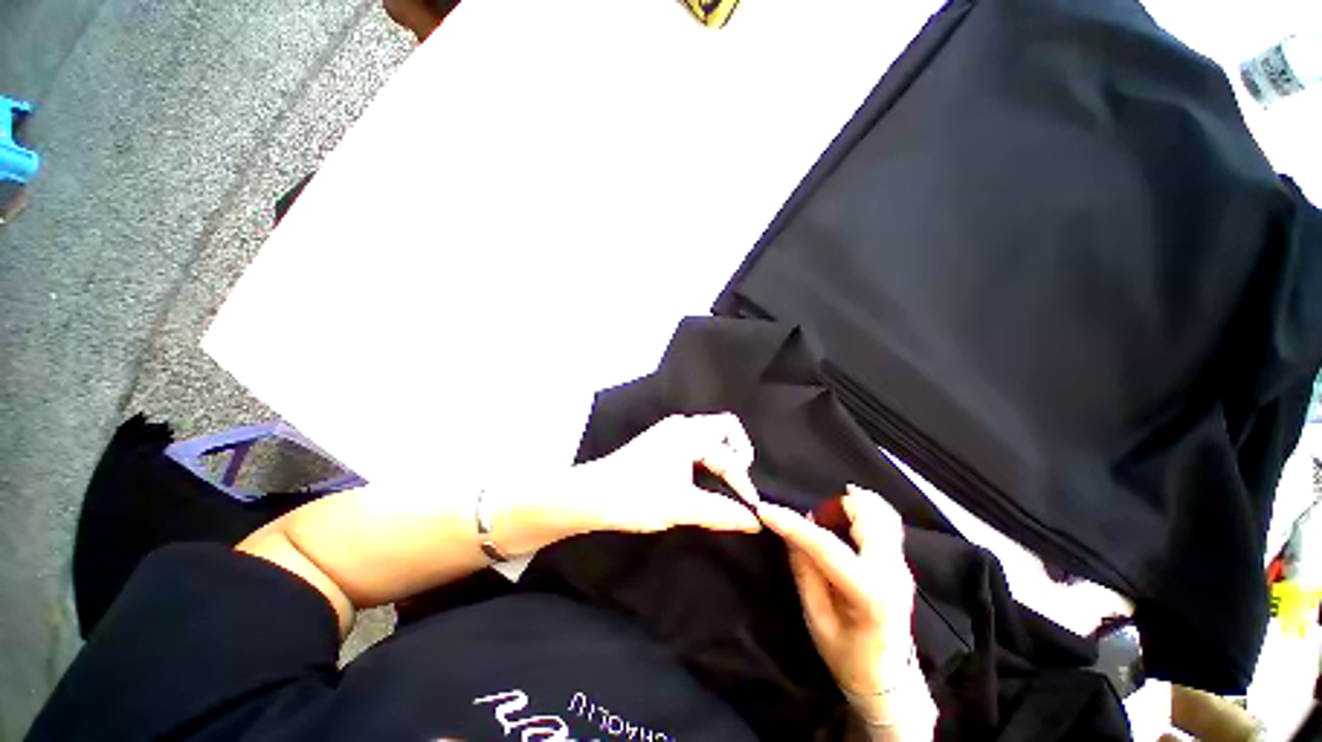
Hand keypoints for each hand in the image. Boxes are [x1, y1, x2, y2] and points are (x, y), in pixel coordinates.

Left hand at [564, 413, 762, 535]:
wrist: (592, 495)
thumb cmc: (636, 497)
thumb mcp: (681, 507)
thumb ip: (721, 512)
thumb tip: (753, 521)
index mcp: (689, 435)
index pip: (729, 455)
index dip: (743, 482)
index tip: (750, 510)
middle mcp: (681, 425)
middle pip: (725, 427)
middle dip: (738, 453)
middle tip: (739, 483)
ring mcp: (669, 431)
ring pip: (709, 433)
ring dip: (723, 454)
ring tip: (726, 482)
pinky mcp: (661, 441)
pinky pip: (696, 440)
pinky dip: (708, 455)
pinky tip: (705, 477)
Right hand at [758, 486, 933, 735]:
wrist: (891, 681)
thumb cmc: (848, 657)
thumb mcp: (817, 619)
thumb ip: (804, 571)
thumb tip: (791, 532)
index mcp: (869, 593)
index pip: (826, 545)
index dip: (792, 523)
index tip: (764, 509)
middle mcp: (892, 571)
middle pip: (867, 514)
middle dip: (833, 505)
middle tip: (810, 515)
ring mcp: (902, 565)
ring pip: (881, 511)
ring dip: (850, 504)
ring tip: (826, 516)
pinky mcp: (900, 562)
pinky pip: (885, 521)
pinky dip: (863, 510)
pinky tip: (844, 519)